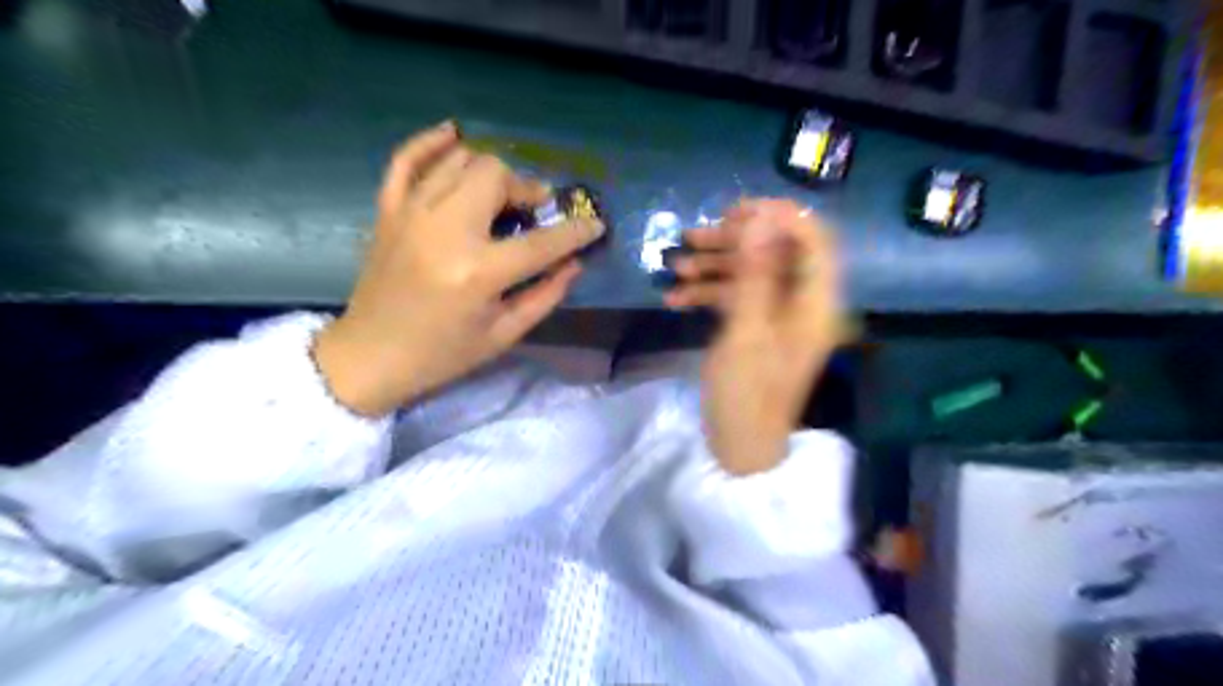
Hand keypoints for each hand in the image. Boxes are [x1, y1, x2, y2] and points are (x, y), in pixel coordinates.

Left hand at [311, 121, 601, 413]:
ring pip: (460, 161)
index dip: (575, 232)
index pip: (541, 242)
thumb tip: (574, 262)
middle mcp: (445, 231)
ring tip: (501, 195)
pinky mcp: (388, 210)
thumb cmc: (443, 354)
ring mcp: (410, 214)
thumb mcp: (504, 335)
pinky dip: (431, 142)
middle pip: (495, 176)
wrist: (370, 355)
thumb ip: (545, 296)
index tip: (594, 224)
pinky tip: (453, 135)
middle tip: (533, 210)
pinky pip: (407, 159)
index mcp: (478, 272)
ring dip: (491, 173)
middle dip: (525, 188)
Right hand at [667, 200, 842, 474]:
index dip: (779, 216)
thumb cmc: (748, 395)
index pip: (814, 238)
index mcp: (816, 302)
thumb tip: (762, 218)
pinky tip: (675, 299)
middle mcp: (803, 302)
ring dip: (714, 266)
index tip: (734, 212)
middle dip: (734, 241)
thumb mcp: (748, 332)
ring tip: (675, 265)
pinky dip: (708, 294)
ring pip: (751, 272)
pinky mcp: (757, 327)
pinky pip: (737, 297)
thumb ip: (756, 273)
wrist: (739, 448)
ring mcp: (778, 315)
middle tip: (693, 237)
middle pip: (776, 251)